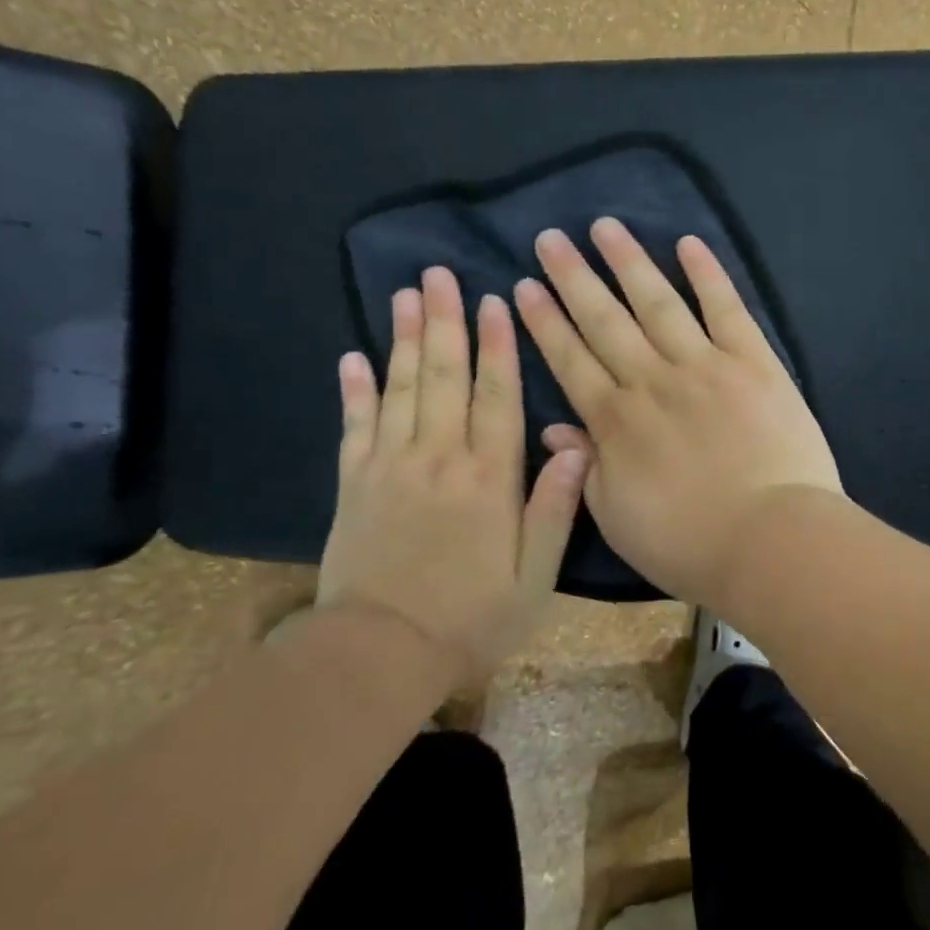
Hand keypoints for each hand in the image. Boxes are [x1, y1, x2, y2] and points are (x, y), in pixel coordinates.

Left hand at [317, 267, 588, 682]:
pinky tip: (354, 355)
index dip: (499, 347)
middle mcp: (438, 459)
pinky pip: (354, 425)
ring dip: (404, 339)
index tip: (496, 301)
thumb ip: (554, 508)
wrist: (380, 654)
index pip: (497, 397)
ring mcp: (389, 468)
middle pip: (444, 378)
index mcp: (489, 478)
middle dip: (446, 322)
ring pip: (399, 389)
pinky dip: (355, 389)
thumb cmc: (472, 617)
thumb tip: (577, 447)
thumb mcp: (534, 575)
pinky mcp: (352, 484)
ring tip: (406, 294)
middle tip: (440, 274)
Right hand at [512, 218, 841, 607]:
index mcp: (615, 421)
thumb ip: (585, 468)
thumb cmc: (689, 543)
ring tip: (604, 227)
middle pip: (605, 320)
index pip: (570, 360)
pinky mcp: (753, 362)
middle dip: (574, 278)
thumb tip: (554, 429)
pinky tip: (687, 244)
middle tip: (550, 239)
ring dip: (629, 262)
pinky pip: (726, 309)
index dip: (545, 323)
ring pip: (658, 302)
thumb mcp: (616, 518)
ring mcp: (704, 365)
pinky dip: (707, 274)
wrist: (770, 539)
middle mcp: (652, 381)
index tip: (523, 288)